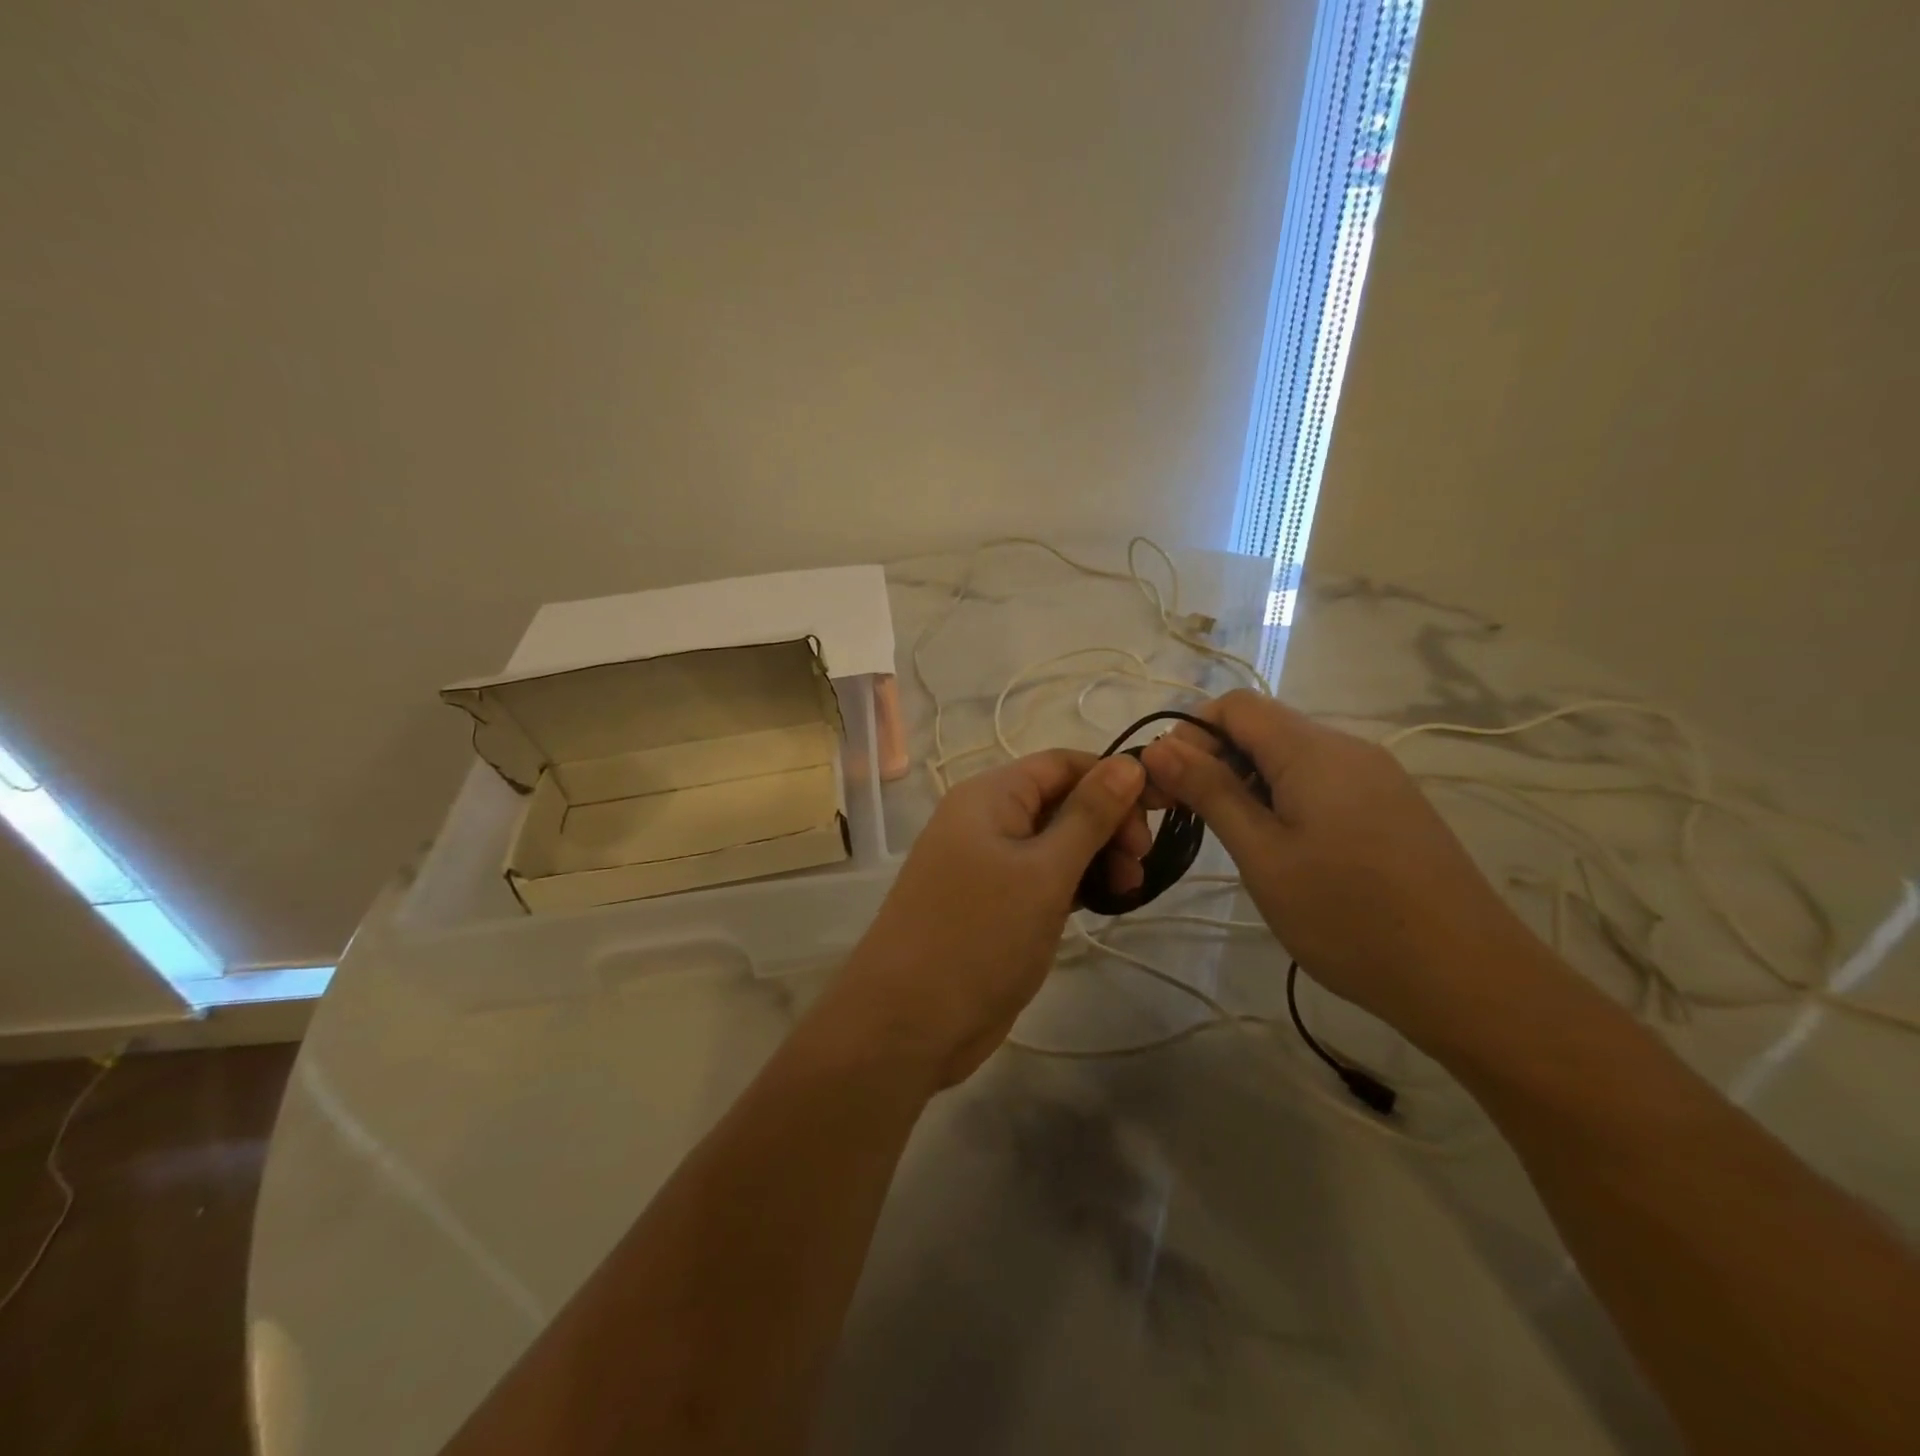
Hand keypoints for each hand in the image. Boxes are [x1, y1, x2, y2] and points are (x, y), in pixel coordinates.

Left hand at [821, 750, 1149, 1087]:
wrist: (907, 1022)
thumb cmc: (979, 936)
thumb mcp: (1044, 872)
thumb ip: (1089, 816)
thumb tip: (1130, 763)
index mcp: (989, 795)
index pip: (1062, 764)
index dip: (1113, 779)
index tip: (1159, 814)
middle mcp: (984, 820)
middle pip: (1060, 800)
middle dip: (1107, 824)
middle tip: (1140, 866)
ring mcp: (985, 864)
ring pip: (1053, 842)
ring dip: (1095, 857)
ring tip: (1127, 891)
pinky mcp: (991, 903)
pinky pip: (1041, 876)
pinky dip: (1073, 883)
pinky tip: (1102, 903)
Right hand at [1139, 691, 1540, 1041]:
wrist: (1470, 980)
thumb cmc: (1349, 916)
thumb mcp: (1263, 856)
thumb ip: (1211, 792)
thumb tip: (1160, 746)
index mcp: (1314, 750)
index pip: (1235, 706)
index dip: (1191, 734)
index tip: (1169, 786)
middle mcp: (1349, 748)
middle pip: (1264, 728)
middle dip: (1216, 761)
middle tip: (1192, 820)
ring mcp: (1378, 778)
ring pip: (1293, 757)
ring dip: (1250, 784)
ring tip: (1239, 843)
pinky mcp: (1393, 807)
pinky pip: (1324, 782)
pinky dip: (1287, 800)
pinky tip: (1288, 852)